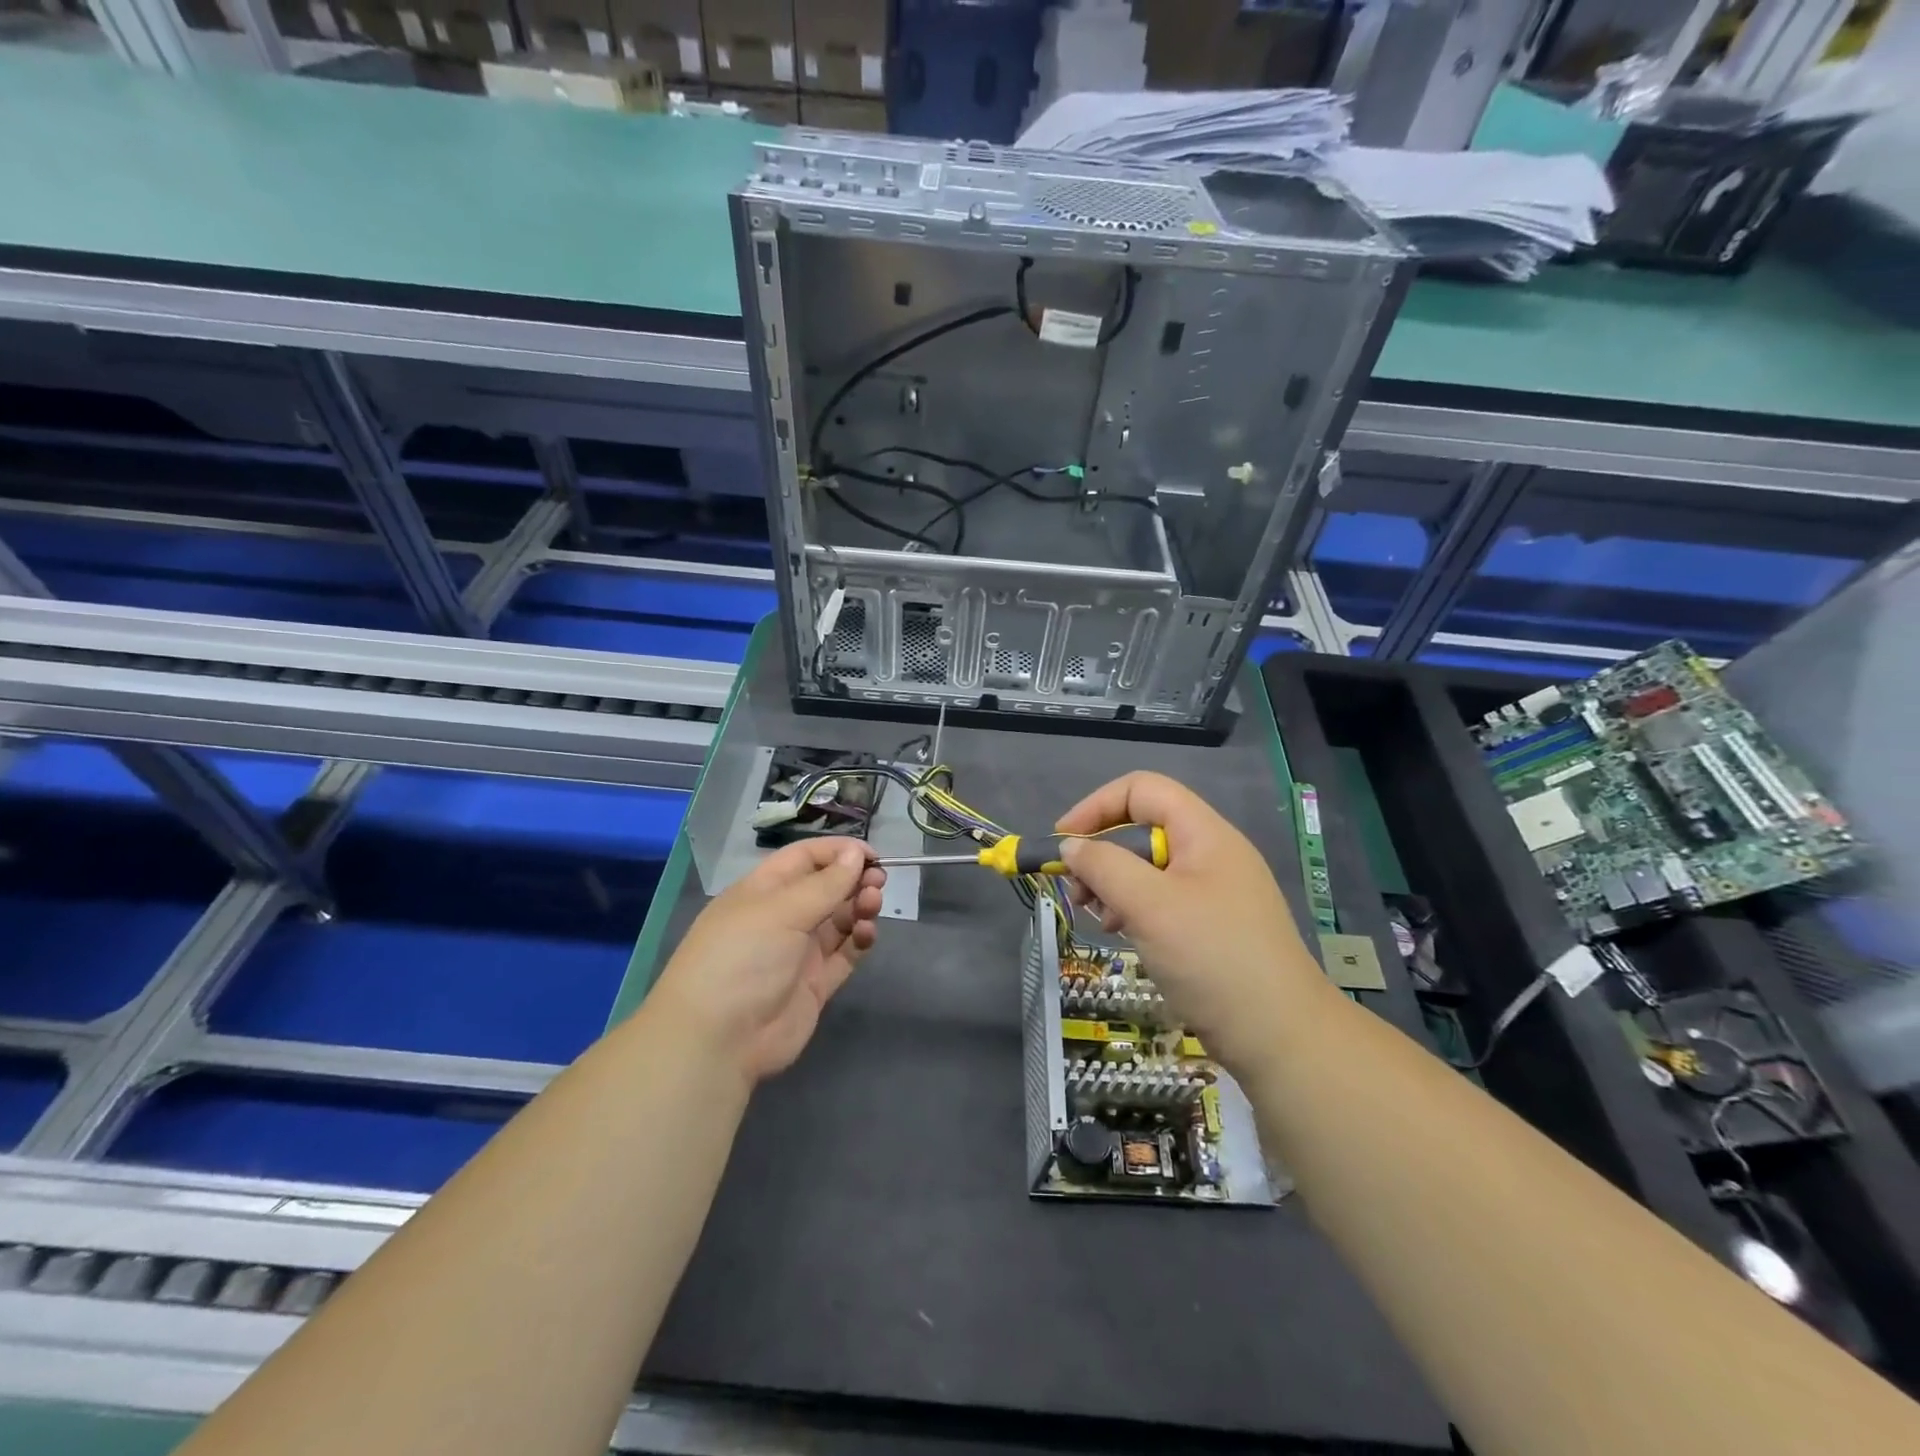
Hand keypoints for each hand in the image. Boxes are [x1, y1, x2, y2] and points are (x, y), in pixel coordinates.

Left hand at [650, 839, 885, 1084]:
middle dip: (854, 879)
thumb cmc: (743, 958)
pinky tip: (867, 933)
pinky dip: (860, 940)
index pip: (805, 858)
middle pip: (826, 888)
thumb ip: (825, 884)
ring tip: (872, 904)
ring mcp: (799, 952)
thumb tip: (856, 853)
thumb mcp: (782, 911)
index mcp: (764, 891)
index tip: (871, 855)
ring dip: (859, 907)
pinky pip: (845, 954)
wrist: (719, 1040)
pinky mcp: (815, 984)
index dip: (838, 852)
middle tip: (878, 880)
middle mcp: (782, 917)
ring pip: (839, 919)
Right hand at [1056, 772, 1333, 1077]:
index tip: (1064, 843)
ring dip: (1114, 885)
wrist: (1281, 1037)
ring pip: (1149, 868)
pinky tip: (1124, 935)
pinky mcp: (1211, 926)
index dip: (1097, 807)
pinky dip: (1135, 909)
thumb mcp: (1149, 906)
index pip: (1142, 790)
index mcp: (1204, 833)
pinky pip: (1162, 900)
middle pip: (1143, 829)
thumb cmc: (1213, 958)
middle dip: (1102, 854)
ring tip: (1100, 919)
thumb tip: (1071, 846)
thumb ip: (1104, 866)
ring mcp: (1214, 891)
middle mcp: (1210, 853)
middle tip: (1079, 893)